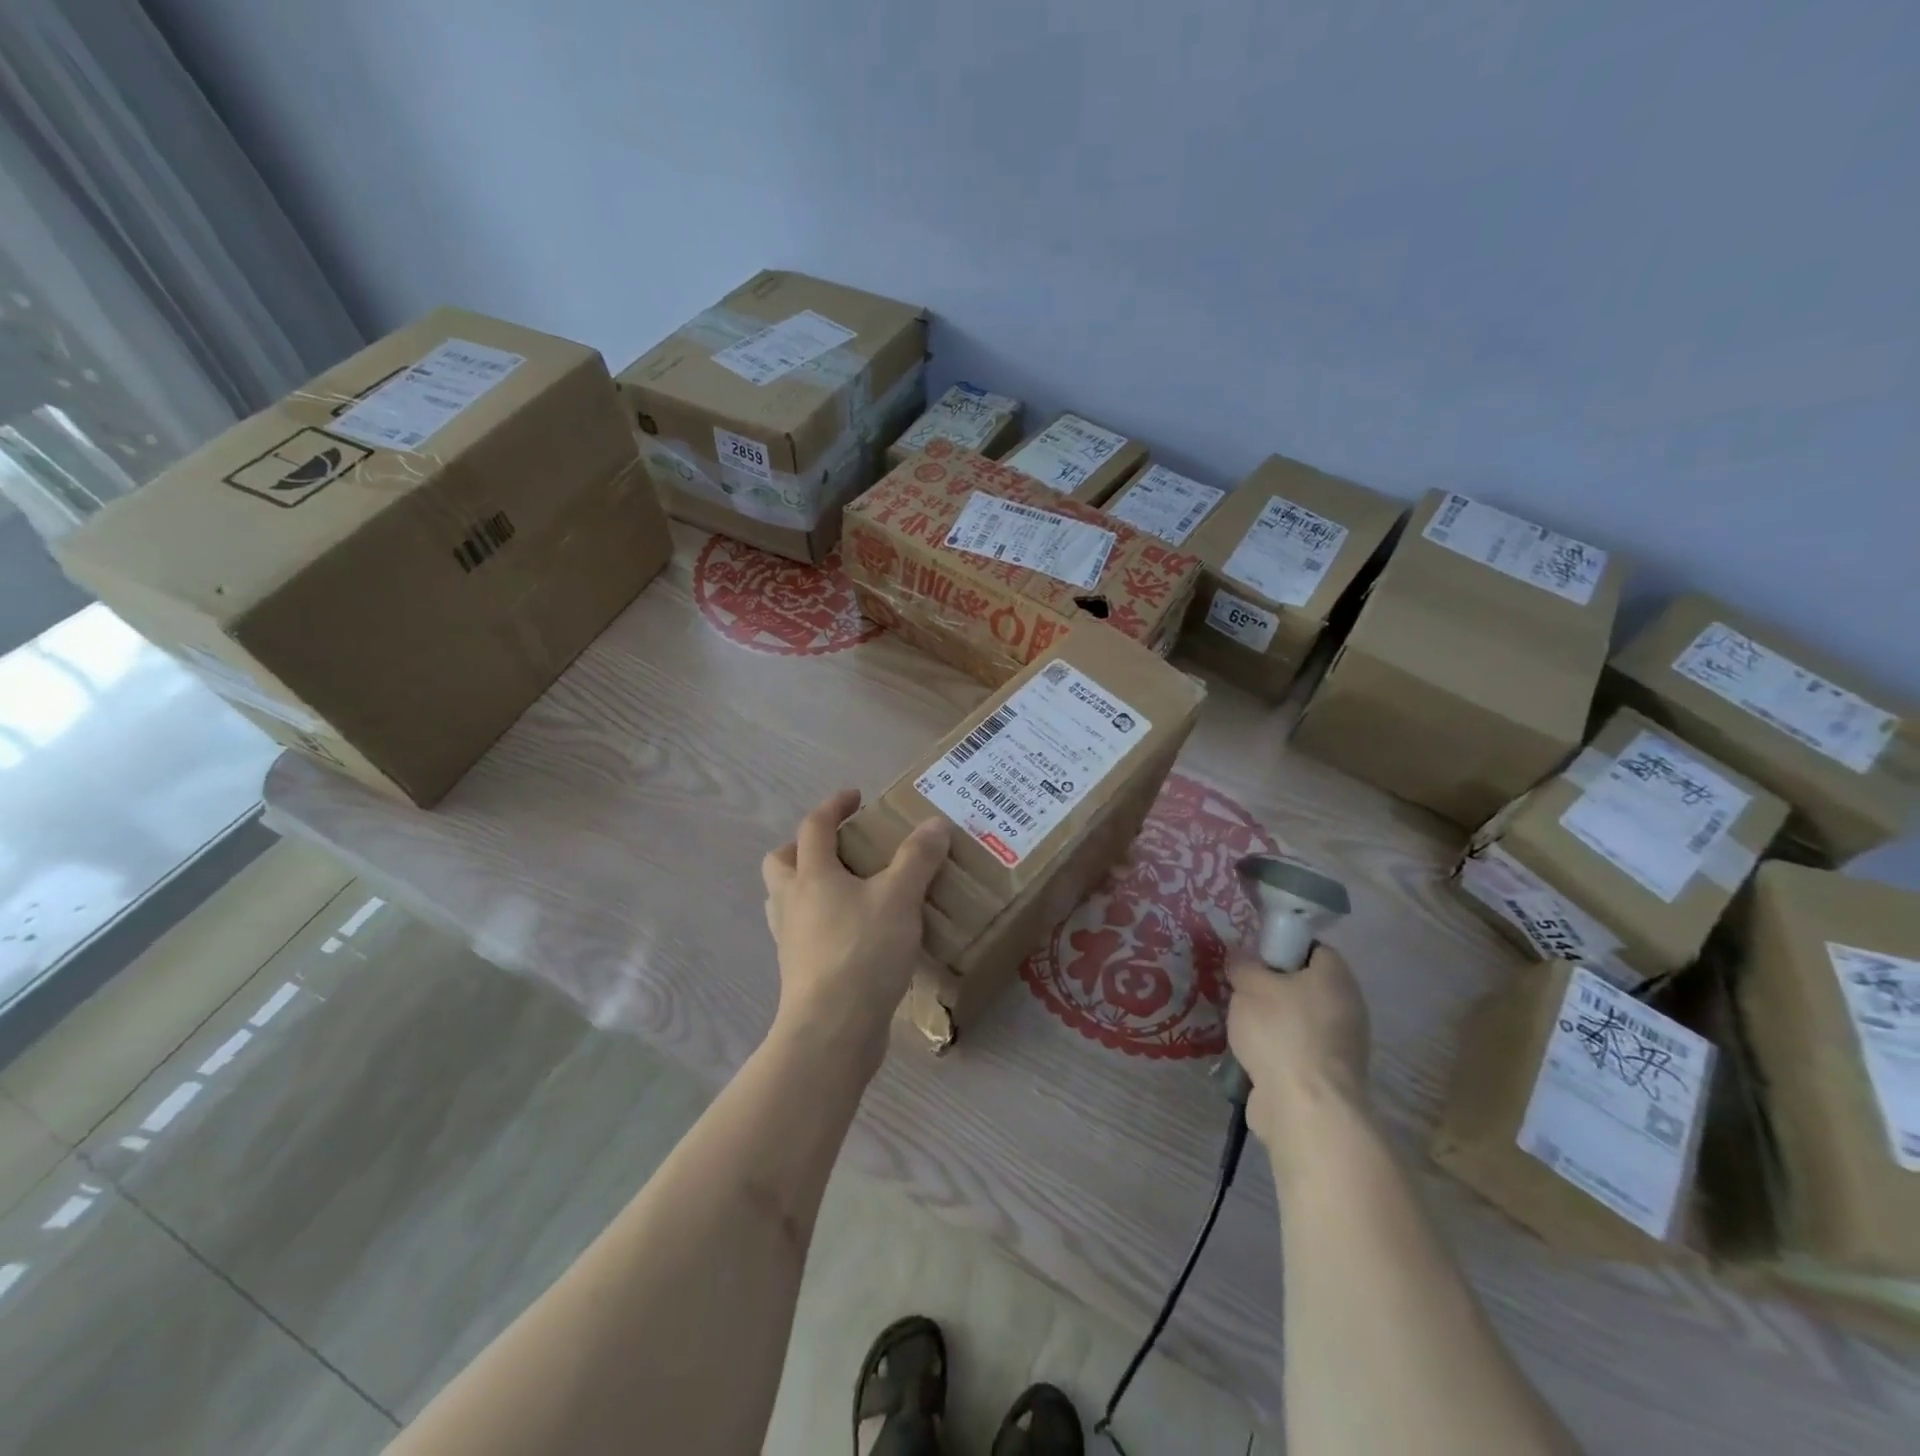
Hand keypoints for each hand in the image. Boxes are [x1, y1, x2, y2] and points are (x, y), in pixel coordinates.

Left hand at [761, 790, 950, 1060]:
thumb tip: (935, 824)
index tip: (855, 797)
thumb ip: (918, 859)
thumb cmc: (862, 953)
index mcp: (812, 875)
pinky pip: (802, 932)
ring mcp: (790, 939)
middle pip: (782, 861)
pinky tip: (852, 932)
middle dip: (805, 846)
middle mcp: (792, 902)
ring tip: (846, 889)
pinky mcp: (798, 970)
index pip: (813, 827)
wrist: (832, 1030)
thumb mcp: (899, 898)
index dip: (833, 806)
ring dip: (807, 885)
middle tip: (841, 848)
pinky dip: (820, 921)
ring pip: (786, 899)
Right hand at [1226, 944, 1371, 1177]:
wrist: (1304, 1107)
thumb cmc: (1280, 1031)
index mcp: (1336, 977)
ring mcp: (1340, 1046)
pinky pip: (1296, 1050)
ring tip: (1238, 1023)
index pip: (1312, 949)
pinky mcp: (1327, 1077)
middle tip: (1239, 990)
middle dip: (1271, 988)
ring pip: (1298, 1020)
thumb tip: (1242, 959)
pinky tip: (1248, 1054)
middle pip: (1304, 986)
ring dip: (1270, 1022)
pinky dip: (1275, 1051)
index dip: (1281, 948)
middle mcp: (1346, 1008)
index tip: (1252, 958)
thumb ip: (1243, 965)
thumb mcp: (1249, 985)